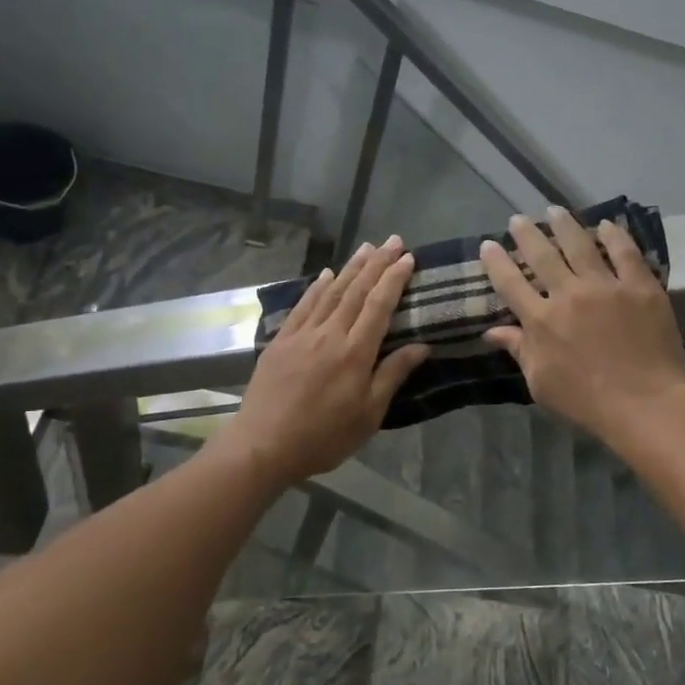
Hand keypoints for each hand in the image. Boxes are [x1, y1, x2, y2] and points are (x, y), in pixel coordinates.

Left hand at [212, 237, 428, 487]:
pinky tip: (327, 274)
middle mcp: (329, 335)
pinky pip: (303, 306)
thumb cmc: (324, 436)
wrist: (263, 445)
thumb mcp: (369, 414)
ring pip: (331, 292)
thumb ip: (392, 375)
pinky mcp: (281, 341)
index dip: (394, 279)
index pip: (379, 306)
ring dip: (350, 267)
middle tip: (393, 240)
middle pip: (356, 291)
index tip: (408, 258)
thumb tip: (421, 345)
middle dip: (377, 263)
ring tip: (366, 247)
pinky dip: (317, 287)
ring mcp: (302, 335)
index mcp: (355, 353)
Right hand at [480, 208, 684, 448]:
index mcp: (541, 320)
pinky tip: (606, 224)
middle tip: (518, 219)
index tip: (488, 245)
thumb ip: (519, 351)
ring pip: (581, 245)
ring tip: (555, 211)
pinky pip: (626, 253)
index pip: (510, 283)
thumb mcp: (541, 383)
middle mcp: (569, 294)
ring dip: (565, 225)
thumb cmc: (586, 401)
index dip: (496, 261)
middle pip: (542, 255)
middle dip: (527, 234)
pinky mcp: (641, 287)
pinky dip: (614, 235)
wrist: (645, 405)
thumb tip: (492, 331)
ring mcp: (606, 287)